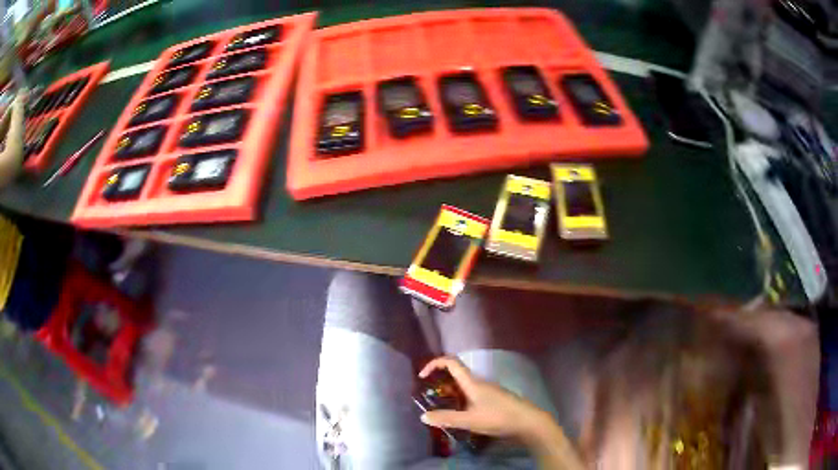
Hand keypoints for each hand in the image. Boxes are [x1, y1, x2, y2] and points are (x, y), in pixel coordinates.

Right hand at [418, 356, 550, 440]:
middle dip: (440, 381)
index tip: (422, 376)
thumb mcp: (470, 420)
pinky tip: (459, 414)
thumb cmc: (499, 417)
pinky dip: (460, 399)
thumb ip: (447, 418)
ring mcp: (488, 390)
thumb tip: (423, 416)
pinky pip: (471, 394)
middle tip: (428, 395)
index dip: (434, 364)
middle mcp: (479, 382)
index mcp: (472, 382)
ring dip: (450, 392)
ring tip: (440, 407)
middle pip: (456, 373)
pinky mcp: (493, 399)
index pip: (451, 362)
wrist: (528, 421)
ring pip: (464, 385)